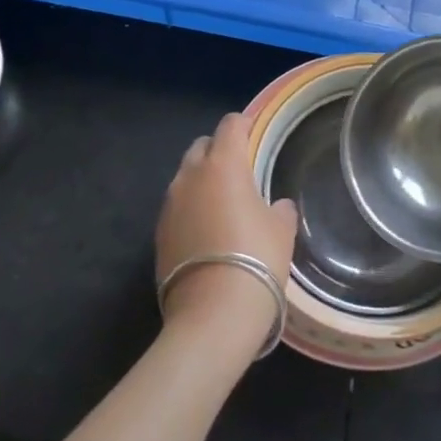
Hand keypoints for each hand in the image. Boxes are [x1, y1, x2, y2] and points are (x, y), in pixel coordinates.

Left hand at [155, 112, 297, 358]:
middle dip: (218, 150)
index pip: (231, 125)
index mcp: (223, 164)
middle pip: (202, 146)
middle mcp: (190, 176)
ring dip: (201, 181)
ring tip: (221, 202)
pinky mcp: (158, 234)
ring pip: (185, 177)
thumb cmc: (257, 259)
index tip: (255, 133)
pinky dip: (190, 209)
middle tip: (239, 169)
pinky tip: (206, 231)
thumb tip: (277, 205)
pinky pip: (177, 207)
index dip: (244, 125)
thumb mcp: (282, 230)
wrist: (212, 315)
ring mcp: (169, 205)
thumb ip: (280, 209)